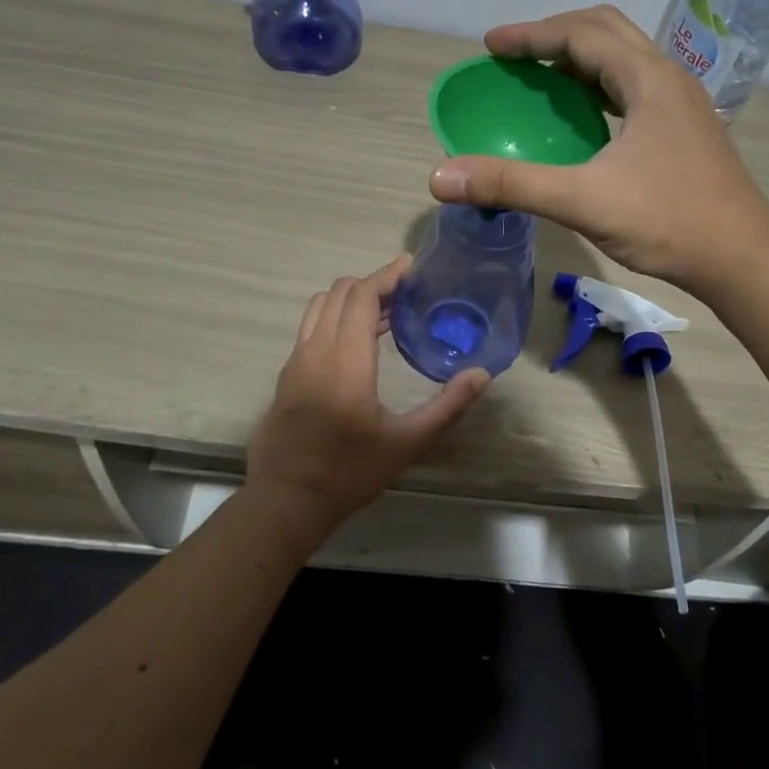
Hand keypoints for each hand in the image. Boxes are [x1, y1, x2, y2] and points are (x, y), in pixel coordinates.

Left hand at [247, 257, 489, 548]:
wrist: (286, 501)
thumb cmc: (349, 472)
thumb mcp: (407, 443)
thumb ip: (448, 406)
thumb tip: (482, 374)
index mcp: (346, 360)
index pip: (362, 296)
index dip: (387, 276)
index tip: (411, 266)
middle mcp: (315, 350)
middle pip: (339, 293)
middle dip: (372, 284)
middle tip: (405, 294)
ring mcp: (295, 362)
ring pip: (319, 307)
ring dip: (350, 300)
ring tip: (384, 314)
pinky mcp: (286, 377)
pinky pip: (310, 328)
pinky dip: (333, 318)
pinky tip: (356, 344)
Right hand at [428, 6, 768, 294]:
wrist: (742, 258)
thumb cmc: (668, 222)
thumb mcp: (583, 200)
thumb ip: (512, 184)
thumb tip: (441, 176)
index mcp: (648, 80)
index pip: (582, 35)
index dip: (532, 35)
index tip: (491, 46)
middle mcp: (669, 79)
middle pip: (607, 32)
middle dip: (556, 36)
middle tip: (514, 57)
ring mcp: (682, 105)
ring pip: (624, 60)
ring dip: (580, 61)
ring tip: (541, 80)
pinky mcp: (685, 130)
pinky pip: (634, 90)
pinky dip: (599, 89)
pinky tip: (584, 120)